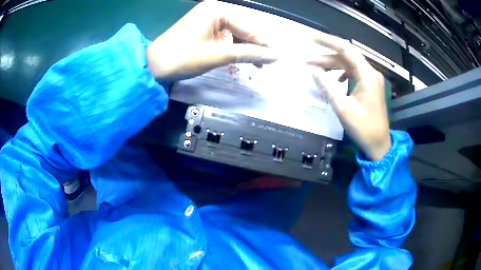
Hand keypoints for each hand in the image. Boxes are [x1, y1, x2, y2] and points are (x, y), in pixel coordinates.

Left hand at [146, 0, 277, 81]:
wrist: (153, 65)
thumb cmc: (183, 58)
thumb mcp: (218, 55)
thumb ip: (248, 53)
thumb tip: (274, 56)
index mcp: (217, 10)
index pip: (247, 27)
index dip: (263, 43)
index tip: (277, 56)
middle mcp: (213, 9)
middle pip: (242, 28)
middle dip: (254, 46)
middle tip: (267, 63)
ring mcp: (206, 17)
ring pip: (234, 32)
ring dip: (244, 47)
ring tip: (256, 63)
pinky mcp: (201, 27)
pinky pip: (223, 35)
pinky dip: (232, 46)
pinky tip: (239, 55)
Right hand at [308, 33, 390, 160]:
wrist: (379, 145)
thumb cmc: (363, 128)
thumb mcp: (342, 108)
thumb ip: (327, 86)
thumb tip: (312, 70)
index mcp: (367, 75)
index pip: (346, 49)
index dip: (327, 41)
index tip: (310, 37)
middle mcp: (371, 73)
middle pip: (347, 57)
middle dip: (327, 57)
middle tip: (308, 62)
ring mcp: (372, 80)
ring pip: (350, 65)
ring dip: (333, 66)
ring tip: (316, 70)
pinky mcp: (370, 87)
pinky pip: (354, 73)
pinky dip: (342, 74)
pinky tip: (334, 80)